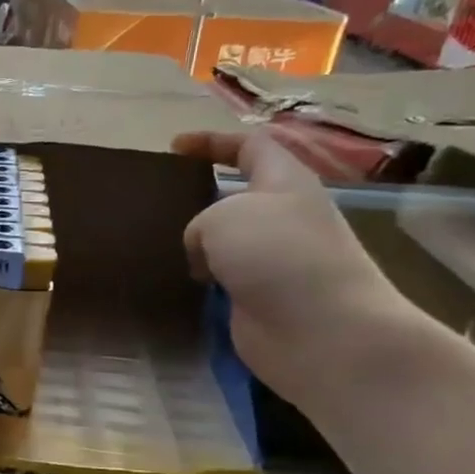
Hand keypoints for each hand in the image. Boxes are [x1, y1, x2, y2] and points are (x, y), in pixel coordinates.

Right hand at [172, 130, 425, 406]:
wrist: (321, 331)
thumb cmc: (276, 256)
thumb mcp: (223, 217)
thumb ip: (199, 223)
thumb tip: (204, 256)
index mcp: (284, 182)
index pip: (250, 146)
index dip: (212, 142)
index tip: (174, 148)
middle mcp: (282, 217)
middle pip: (235, 195)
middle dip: (197, 196)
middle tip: (156, 203)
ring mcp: (272, 261)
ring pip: (223, 241)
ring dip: (193, 243)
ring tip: (153, 243)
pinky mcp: (258, 297)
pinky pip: (219, 278)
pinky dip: (196, 279)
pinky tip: (170, 281)